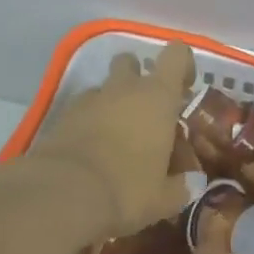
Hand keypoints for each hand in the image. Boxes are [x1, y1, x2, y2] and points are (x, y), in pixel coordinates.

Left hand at [26, 42, 197, 237]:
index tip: (185, 89)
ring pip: (104, 86)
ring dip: (112, 102)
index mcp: (158, 97)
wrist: (62, 195)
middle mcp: (124, 88)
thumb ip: (181, 186)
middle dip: (138, 78)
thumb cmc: (126, 189)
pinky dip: (89, 120)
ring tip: (117, 136)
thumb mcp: (163, 198)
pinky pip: (82, 108)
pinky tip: (91, 149)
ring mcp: (90, 99)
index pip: (176, 55)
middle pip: (131, 62)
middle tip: (146, 112)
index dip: (182, 64)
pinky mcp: (62, 116)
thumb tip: (191, 182)